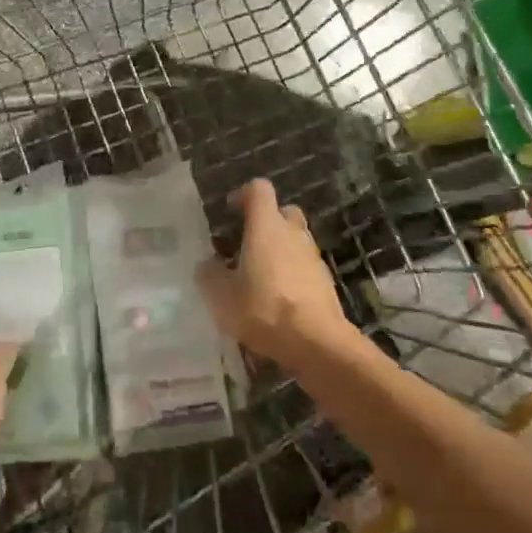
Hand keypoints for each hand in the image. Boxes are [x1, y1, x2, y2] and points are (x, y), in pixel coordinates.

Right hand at [197, 179, 353, 368]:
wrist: (318, 343)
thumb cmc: (265, 309)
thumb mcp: (223, 297)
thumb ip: (210, 276)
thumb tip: (206, 265)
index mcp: (266, 225)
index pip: (259, 189)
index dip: (243, 194)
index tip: (230, 210)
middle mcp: (292, 232)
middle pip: (282, 211)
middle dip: (266, 222)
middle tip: (248, 242)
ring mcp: (313, 256)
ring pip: (295, 240)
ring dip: (280, 250)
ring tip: (261, 276)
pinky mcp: (325, 281)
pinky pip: (305, 266)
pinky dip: (293, 274)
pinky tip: (279, 300)